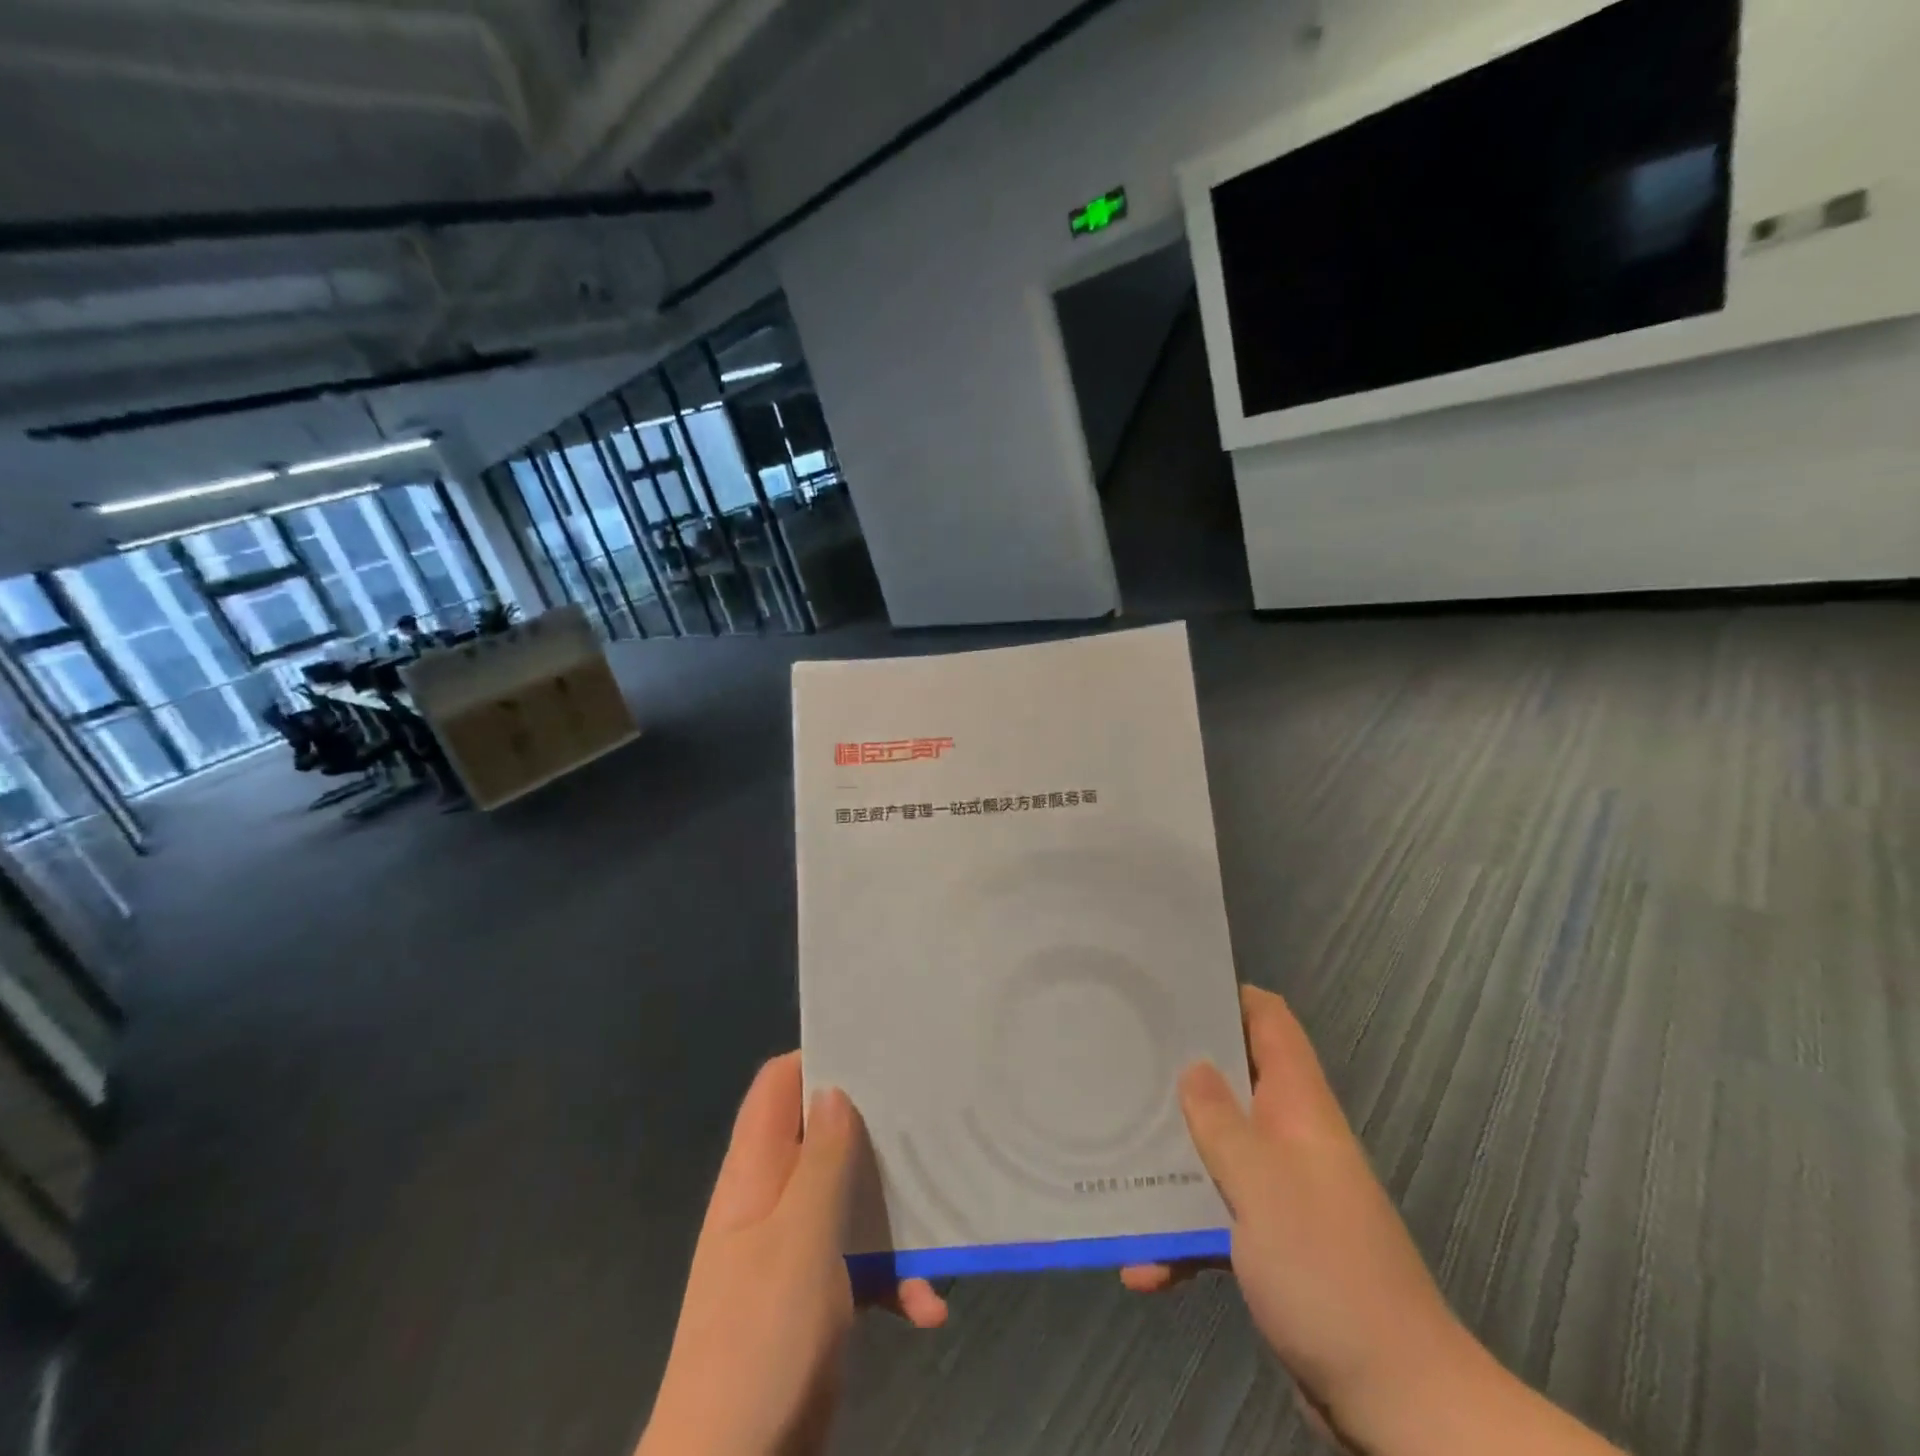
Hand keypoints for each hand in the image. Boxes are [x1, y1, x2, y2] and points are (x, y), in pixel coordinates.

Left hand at [638, 1053, 946, 1455]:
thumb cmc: (760, 1340)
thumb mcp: (799, 1240)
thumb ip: (821, 1162)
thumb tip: (834, 1089)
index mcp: (756, 1173)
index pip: (778, 1086)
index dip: (819, 1059)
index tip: (877, 1050)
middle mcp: (773, 1200)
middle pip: (824, 1136)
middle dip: (873, 1128)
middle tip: (927, 1114)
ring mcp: (794, 1249)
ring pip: (849, 1198)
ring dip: (893, 1211)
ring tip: (942, 1212)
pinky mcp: (817, 1297)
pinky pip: (860, 1265)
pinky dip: (893, 1277)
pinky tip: (928, 1307)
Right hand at [1126, 988, 1621, 1454]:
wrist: (1395, 1400)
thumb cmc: (1327, 1271)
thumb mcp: (1262, 1185)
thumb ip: (1221, 1122)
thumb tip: (1192, 1066)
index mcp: (1298, 1107)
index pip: (1270, 1021)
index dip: (1227, 994)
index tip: (1169, 989)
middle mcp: (1289, 1137)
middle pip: (1232, 1079)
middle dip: (1179, 1071)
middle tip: (1119, 1059)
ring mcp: (1280, 1191)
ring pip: (1216, 1148)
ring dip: (1171, 1157)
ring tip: (1113, 1149)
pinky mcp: (1270, 1244)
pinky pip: (1214, 1217)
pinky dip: (1180, 1233)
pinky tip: (1140, 1265)